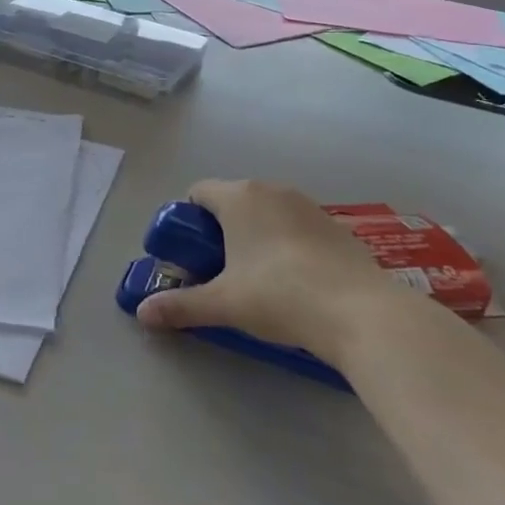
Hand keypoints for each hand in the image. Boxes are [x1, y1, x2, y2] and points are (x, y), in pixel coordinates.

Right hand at [134, 179, 402, 361]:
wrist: (361, 312)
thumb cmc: (279, 296)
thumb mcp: (224, 304)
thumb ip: (180, 305)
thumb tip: (142, 313)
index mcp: (239, 197)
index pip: (198, 192)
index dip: (188, 222)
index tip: (191, 256)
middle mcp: (272, 190)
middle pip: (232, 202)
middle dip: (220, 231)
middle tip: (219, 271)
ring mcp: (308, 206)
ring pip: (267, 213)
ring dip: (255, 237)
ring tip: (258, 280)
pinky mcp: (337, 226)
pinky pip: (296, 227)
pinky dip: (287, 245)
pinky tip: (296, 282)